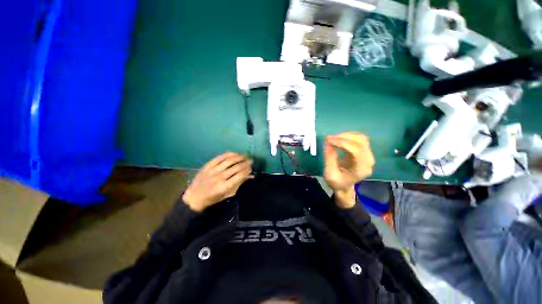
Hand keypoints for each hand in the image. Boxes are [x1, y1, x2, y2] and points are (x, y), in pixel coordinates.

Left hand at [182, 153, 252, 211]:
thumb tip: (250, 176)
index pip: (240, 175)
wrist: (194, 196)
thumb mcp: (227, 194)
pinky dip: (229, 154)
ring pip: (229, 160)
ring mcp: (213, 170)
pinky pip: (220, 157)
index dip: (248, 170)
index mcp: (224, 186)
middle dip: (246, 163)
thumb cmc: (213, 198)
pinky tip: (235, 153)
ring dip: (239, 157)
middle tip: (251, 161)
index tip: (251, 168)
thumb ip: (239, 184)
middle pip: (236, 167)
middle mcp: (219, 177)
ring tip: (245, 156)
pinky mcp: (208, 165)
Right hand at [324, 132, 374, 207]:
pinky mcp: (364, 151)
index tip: (328, 140)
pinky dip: (348, 136)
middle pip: (360, 142)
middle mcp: (368, 161)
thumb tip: (328, 143)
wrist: (344, 186)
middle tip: (328, 138)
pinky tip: (339, 138)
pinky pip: (359, 139)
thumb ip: (330, 159)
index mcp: (361, 169)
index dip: (342, 142)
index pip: (356, 150)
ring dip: (346, 135)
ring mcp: (368, 155)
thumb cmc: (337, 182)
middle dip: (343, 137)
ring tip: (333, 138)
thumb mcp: (330, 174)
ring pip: (361, 138)